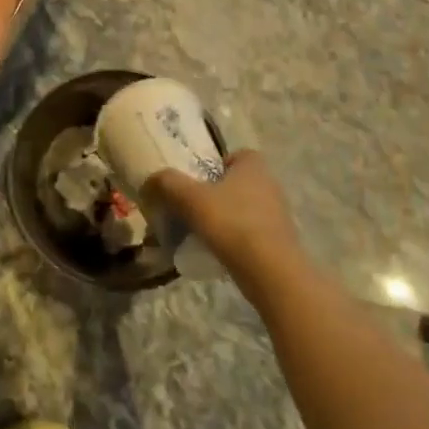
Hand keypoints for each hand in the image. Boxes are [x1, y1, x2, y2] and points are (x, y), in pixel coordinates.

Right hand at [148, 150, 305, 290]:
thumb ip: (167, 183)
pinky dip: (235, 239)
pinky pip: (251, 233)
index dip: (215, 164)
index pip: (235, 155)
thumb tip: (149, 180)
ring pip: (243, 209)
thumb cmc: (232, 223)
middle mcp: (270, 185)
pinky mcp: (279, 242)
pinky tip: (217, 252)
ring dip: (225, 218)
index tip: (196, 180)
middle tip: (191, 206)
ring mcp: (278, 215)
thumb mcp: (190, 198)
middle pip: (237, 183)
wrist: (271, 273)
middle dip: (216, 193)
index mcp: (253, 166)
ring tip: (201, 232)